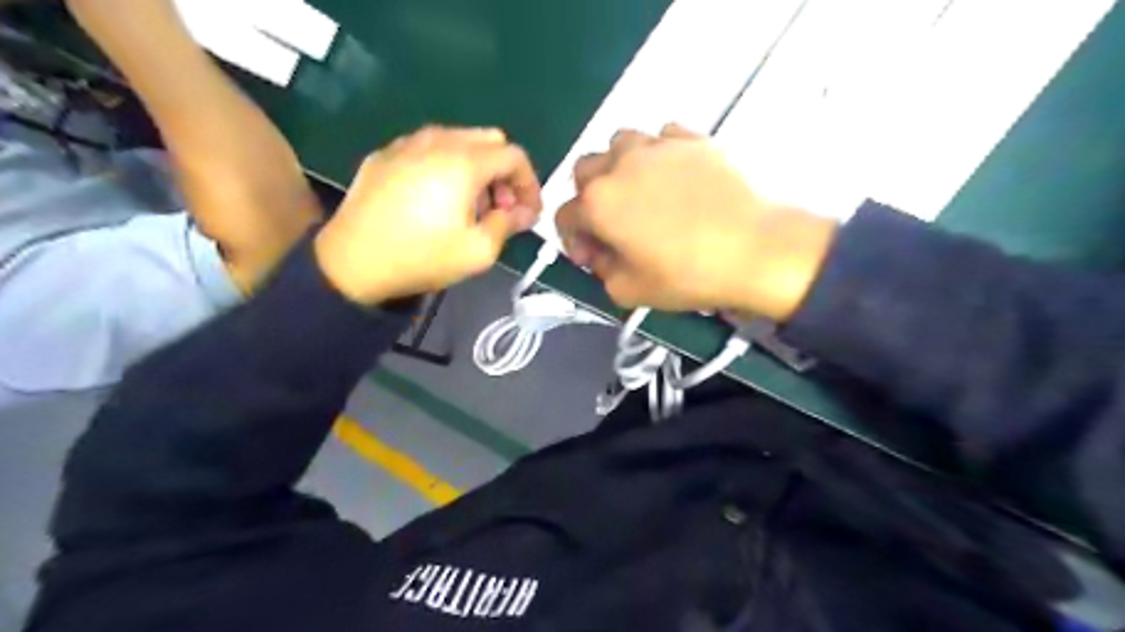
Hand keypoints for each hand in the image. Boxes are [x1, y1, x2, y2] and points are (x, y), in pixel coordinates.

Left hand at [315, 127, 543, 302]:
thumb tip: (521, 212)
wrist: (352, 262)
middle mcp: (437, 141)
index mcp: (464, 162)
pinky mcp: (384, 154)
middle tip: (500, 208)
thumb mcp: (478, 251)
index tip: (527, 212)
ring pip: (459, 140)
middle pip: (489, 140)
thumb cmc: (421, 257)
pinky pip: (428, 148)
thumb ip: (508, 224)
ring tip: (470, 206)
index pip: (514, 156)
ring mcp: (406, 144)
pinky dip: (447, 166)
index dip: (529, 184)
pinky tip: (436, 198)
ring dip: (477, 168)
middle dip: (504, 173)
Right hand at [552, 123, 834, 320]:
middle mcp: (620, 165)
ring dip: (620, 167)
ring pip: (620, 143)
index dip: (572, 239)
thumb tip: (601, 254)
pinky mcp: (692, 139)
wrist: (755, 250)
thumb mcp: (629, 291)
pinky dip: (659, 154)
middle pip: (585, 171)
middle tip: (612, 223)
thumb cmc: (687, 275)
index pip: (564, 216)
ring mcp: (657, 146)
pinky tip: (675, 177)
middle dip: (589, 198)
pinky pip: (662, 137)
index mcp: (598, 203)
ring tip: (641, 192)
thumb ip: (601, 271)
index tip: (591, 257)